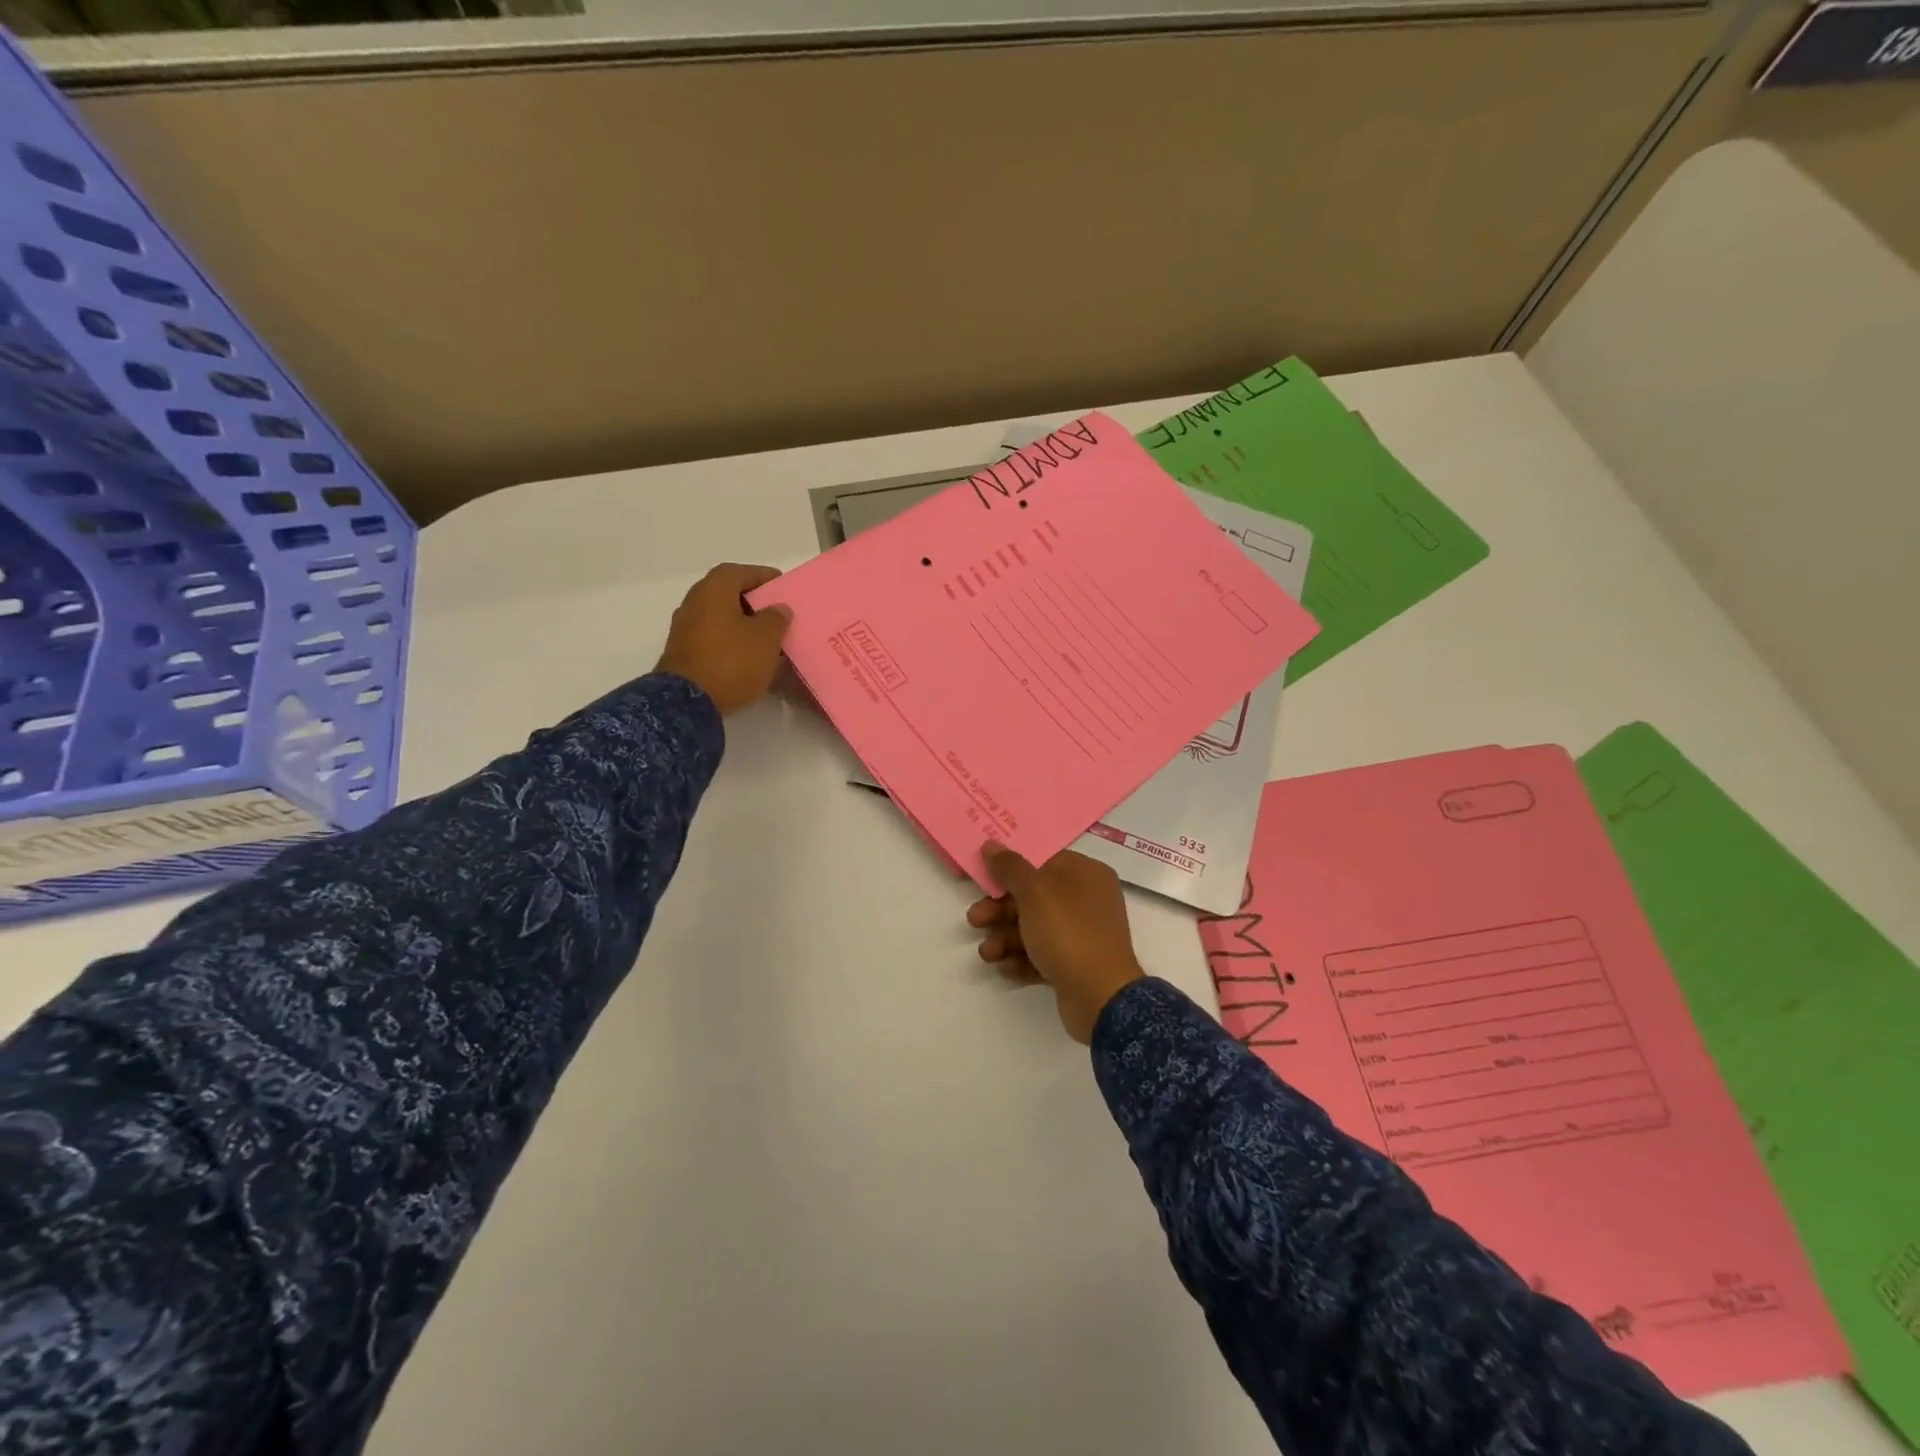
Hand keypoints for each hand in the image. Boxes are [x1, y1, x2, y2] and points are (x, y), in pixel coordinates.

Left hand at [656, 563, 791, 714]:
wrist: (687, 702)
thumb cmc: (731, 661)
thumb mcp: (766, 638)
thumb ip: (775, 618)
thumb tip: (778, 608)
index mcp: (713, 590)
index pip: (740, 572)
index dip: (762, 576)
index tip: (782, 586)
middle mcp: (694, 602)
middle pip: (727, 594)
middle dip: (753, 602)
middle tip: (776, 612)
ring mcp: (685, 629)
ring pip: (720, 618)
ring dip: (742, 624)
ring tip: (767, 638)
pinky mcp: (684, 653)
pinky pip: (713, 638)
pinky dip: (731, 642)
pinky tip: (748, 657)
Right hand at [968, 843, 1143, 1043]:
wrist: (1100, 996)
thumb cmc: (1067, 931)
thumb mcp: (1034, 891)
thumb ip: (1010, 867)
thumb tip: (991, 844)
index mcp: (1085, 873)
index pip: (1042, 860)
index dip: (1009, 868)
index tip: (982, 876)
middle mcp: (1087, 900)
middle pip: (1033, 896)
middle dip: (1000, 910)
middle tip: (975, 919)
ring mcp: (1083, 934)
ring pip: (1034, 928)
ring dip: (1005, 938)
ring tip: (988, 953)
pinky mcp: (1075, 964)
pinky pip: (1042, 954)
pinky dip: (1021, 959)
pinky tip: (1005, 967)